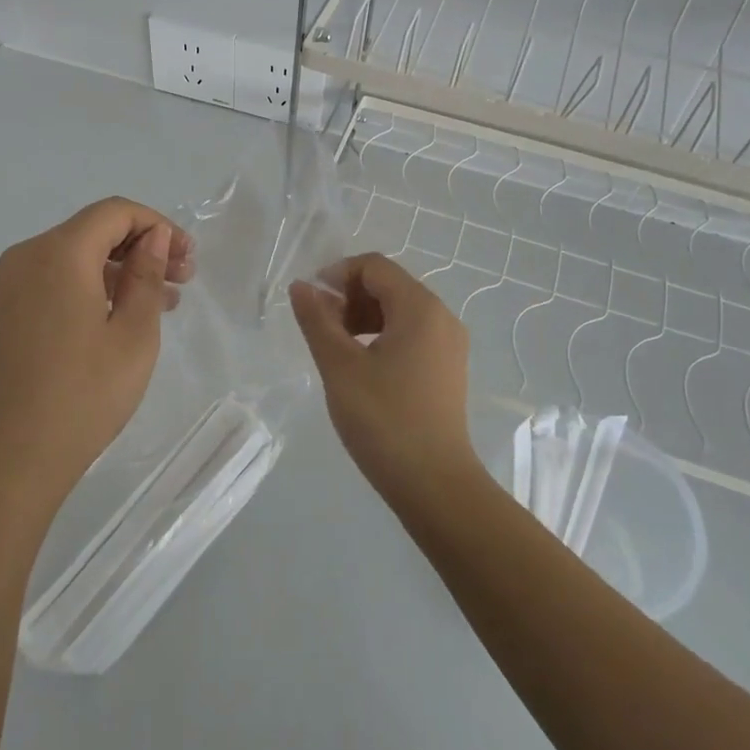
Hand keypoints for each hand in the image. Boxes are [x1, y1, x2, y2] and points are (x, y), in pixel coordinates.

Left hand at [0, 197, 195, 521]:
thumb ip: (146, 277)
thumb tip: (154, 238)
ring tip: (160, 306)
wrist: (3, 462)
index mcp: (58, 253)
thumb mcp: (132, 336)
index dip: (158, 226)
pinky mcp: (0, 316)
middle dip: (141, 249)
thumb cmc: (80, 397)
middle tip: (182, 282)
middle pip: (92, 231)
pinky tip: (115, 322)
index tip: (188, 260)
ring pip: (73, 259)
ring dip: (118, 272)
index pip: (115, 212)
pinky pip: (52, 283)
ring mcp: (7, 288)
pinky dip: (89, 289)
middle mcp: (26, 258)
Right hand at [289, 253, 475, 501]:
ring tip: (337, 348)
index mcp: (420, 308)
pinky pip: (411, 333)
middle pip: (389, 284)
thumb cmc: (383, 419)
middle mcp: (441, 316)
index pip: (374, 266)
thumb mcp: (339, 366)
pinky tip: (362, 366)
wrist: (434, 484)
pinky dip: (382, 336)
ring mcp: (448, 344)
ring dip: (363, 316)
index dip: (337, 274)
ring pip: (399, 310)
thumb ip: (317, 320)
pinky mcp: (447, 368)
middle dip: (349, 296)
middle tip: (321, 328)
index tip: (311, 303)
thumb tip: (301, 286)